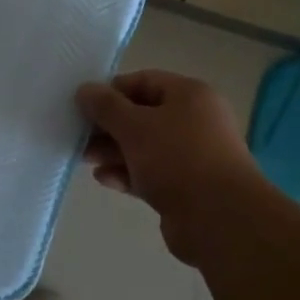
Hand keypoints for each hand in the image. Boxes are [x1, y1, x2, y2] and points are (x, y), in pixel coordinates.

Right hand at [77, 70, 265, 263]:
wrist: (219, 218)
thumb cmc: (177, 158)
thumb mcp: (134, 126)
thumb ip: (106, 106)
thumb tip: (84, 89)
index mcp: (190, 96)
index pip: (144, 81)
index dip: (112, 91)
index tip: (84, 106)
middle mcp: (194, 121)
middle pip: (142, 115)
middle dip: (108, 126)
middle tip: (80, 137)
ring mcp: (191, 156)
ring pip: (144, 147)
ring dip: (113, 151)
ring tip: (86, 159)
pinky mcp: (184, 187)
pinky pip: (149, 173)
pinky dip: (127, 173)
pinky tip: (105, 180)